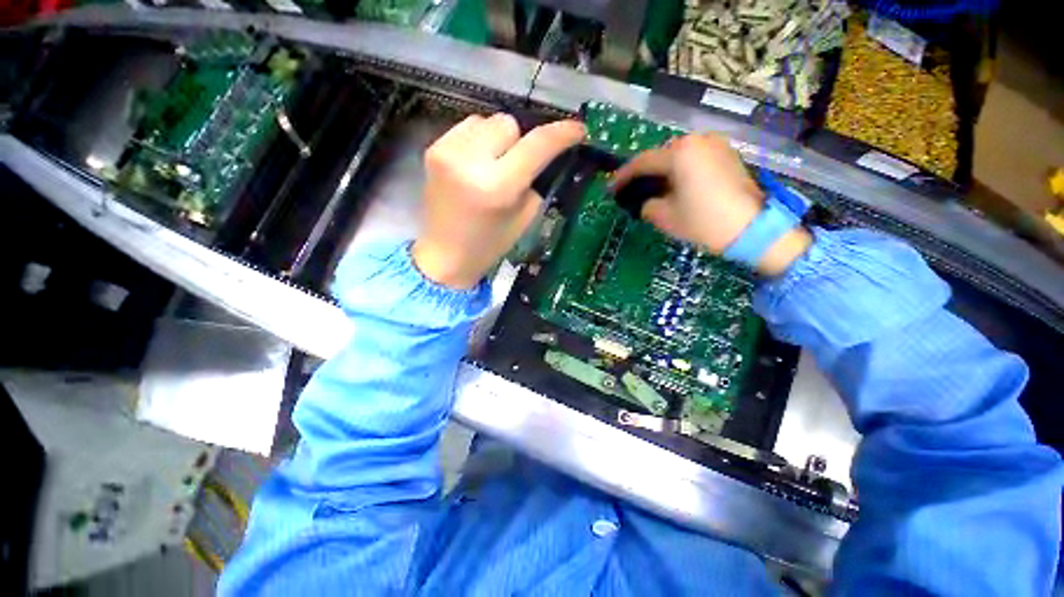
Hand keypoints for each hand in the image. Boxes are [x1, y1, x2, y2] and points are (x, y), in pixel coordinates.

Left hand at [413, 114, 585, 288]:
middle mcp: (470, 162)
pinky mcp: (433, 148)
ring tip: (493, 164)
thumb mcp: (525, 217)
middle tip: (518, 165)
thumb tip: (547, 152)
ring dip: (498, 139)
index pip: (537, 146)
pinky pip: (467, 127)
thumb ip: (537, 180)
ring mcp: (446, 151)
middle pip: (510, 123)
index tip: (578, 130)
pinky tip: (476, 163)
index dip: (562, 134)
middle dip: (521, 141)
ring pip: (487, 120)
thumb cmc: (490, 244)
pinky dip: (478, 140)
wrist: (446, 254)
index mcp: (498, 188)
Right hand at [612, 133, 811, 275]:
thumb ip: (647, 205)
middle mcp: (697, 141)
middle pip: (661, 155)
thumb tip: (647, 202)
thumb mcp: (665, 217)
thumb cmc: (703, 221)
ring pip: (678, 156)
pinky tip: (677, 186)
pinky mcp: (728, 155)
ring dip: (663, 171)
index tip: (611, 188)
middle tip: (632, 189)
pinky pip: (695, 158)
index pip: (642, 162)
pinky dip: (681, 170)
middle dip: (644, 173)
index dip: (623, 176)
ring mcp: (716, 145)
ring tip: (653, 189)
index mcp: (679, 154)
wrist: (753, 228)